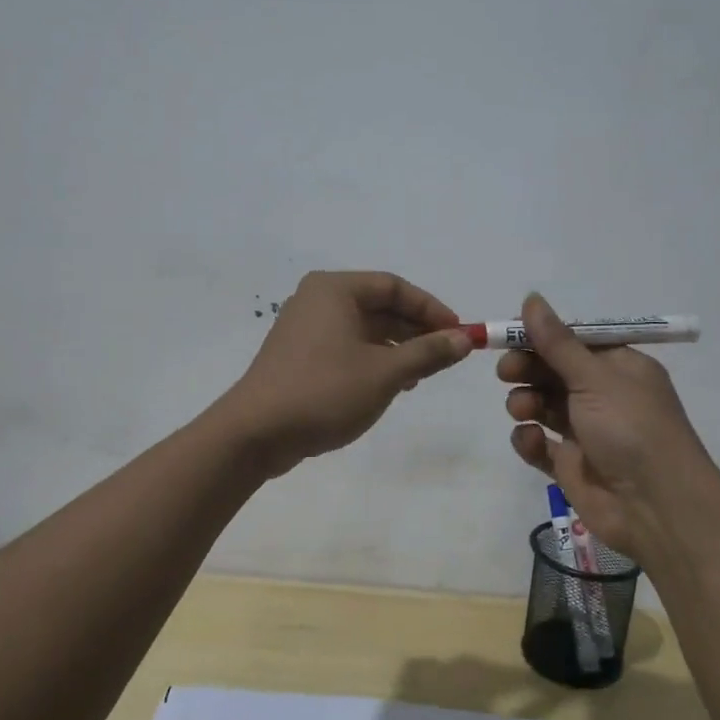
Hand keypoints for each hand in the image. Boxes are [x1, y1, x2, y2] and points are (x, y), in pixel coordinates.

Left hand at [221, 271, 472, 476]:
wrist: (256, 433)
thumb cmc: (324, 392)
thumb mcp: (385, 373)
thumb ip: (428, 353)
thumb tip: (463, 339)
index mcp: (335, 289)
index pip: (394, 286)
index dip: (431, 309)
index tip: (458, 333)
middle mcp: (318, 300)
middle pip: (379, 306)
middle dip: (415, 330)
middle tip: (446, 355)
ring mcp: (305, 328)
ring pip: (364, 329)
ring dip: (397, 348)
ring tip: (422, 375)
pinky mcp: (300, 356)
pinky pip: (347, 347)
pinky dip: (374, 360)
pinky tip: (392, 385)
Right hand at [500, 293, 719, 567]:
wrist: (656, 507)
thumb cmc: (631, 428)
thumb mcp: (595, 377)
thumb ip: (557, 342)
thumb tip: (531, 298)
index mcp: (620, 368)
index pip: (574, 342)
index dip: (542, 337)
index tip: (510, 335)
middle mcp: (603, 396)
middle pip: (554, 372)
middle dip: (528, 369)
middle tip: (507, 372)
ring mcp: (587, 432)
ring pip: (543, 405)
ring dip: (526, 402)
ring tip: (523, 409)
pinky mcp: (571, 465)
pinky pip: (540, 444)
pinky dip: (530, 440)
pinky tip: (532, 441)